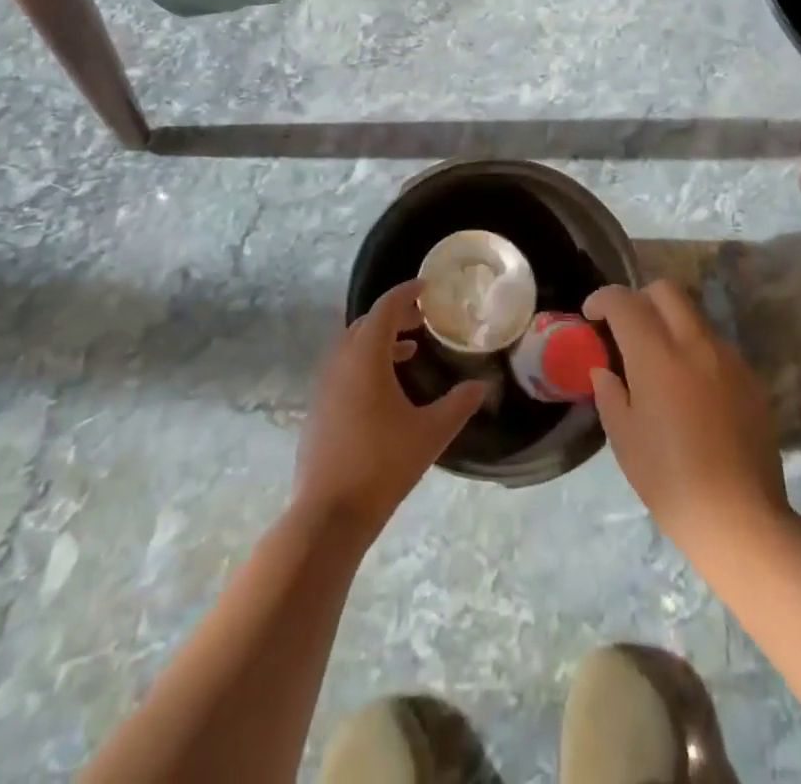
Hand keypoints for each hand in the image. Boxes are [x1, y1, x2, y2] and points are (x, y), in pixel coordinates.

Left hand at [293, 280, 486, 544]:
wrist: (328, 514)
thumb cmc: (383, 465)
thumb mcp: (430, 433)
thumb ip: (459, 404)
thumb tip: (482, 385)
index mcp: (365, 356)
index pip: (385, 307)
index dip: (407, 292)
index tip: (428, 287)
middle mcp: (340, 361)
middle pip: (367, 323)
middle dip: (395, 315)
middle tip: (423, 319)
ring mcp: (324, 385)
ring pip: (352, 346)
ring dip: (380, 340)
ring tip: (410, 350)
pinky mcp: (318, 407)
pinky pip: (343, 367)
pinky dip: (366, 362)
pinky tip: (386, 388)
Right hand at [586, 281, 787, 559]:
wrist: (742, 519)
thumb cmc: (670, 480)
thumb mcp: (624, 438)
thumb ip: (609, 393)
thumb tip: (605, 371)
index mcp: (657, 355)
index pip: (625, 301)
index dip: (603, 299)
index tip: (591, 316)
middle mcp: (695, 343)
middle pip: (665, 290)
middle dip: (639, 298)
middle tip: (625, 328)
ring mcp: (728, 358)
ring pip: (693, 315)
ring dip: (669, 323)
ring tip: (657, 361)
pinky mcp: (751, 379)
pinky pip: (715, 345)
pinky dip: (694, 349)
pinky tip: (689, 389)